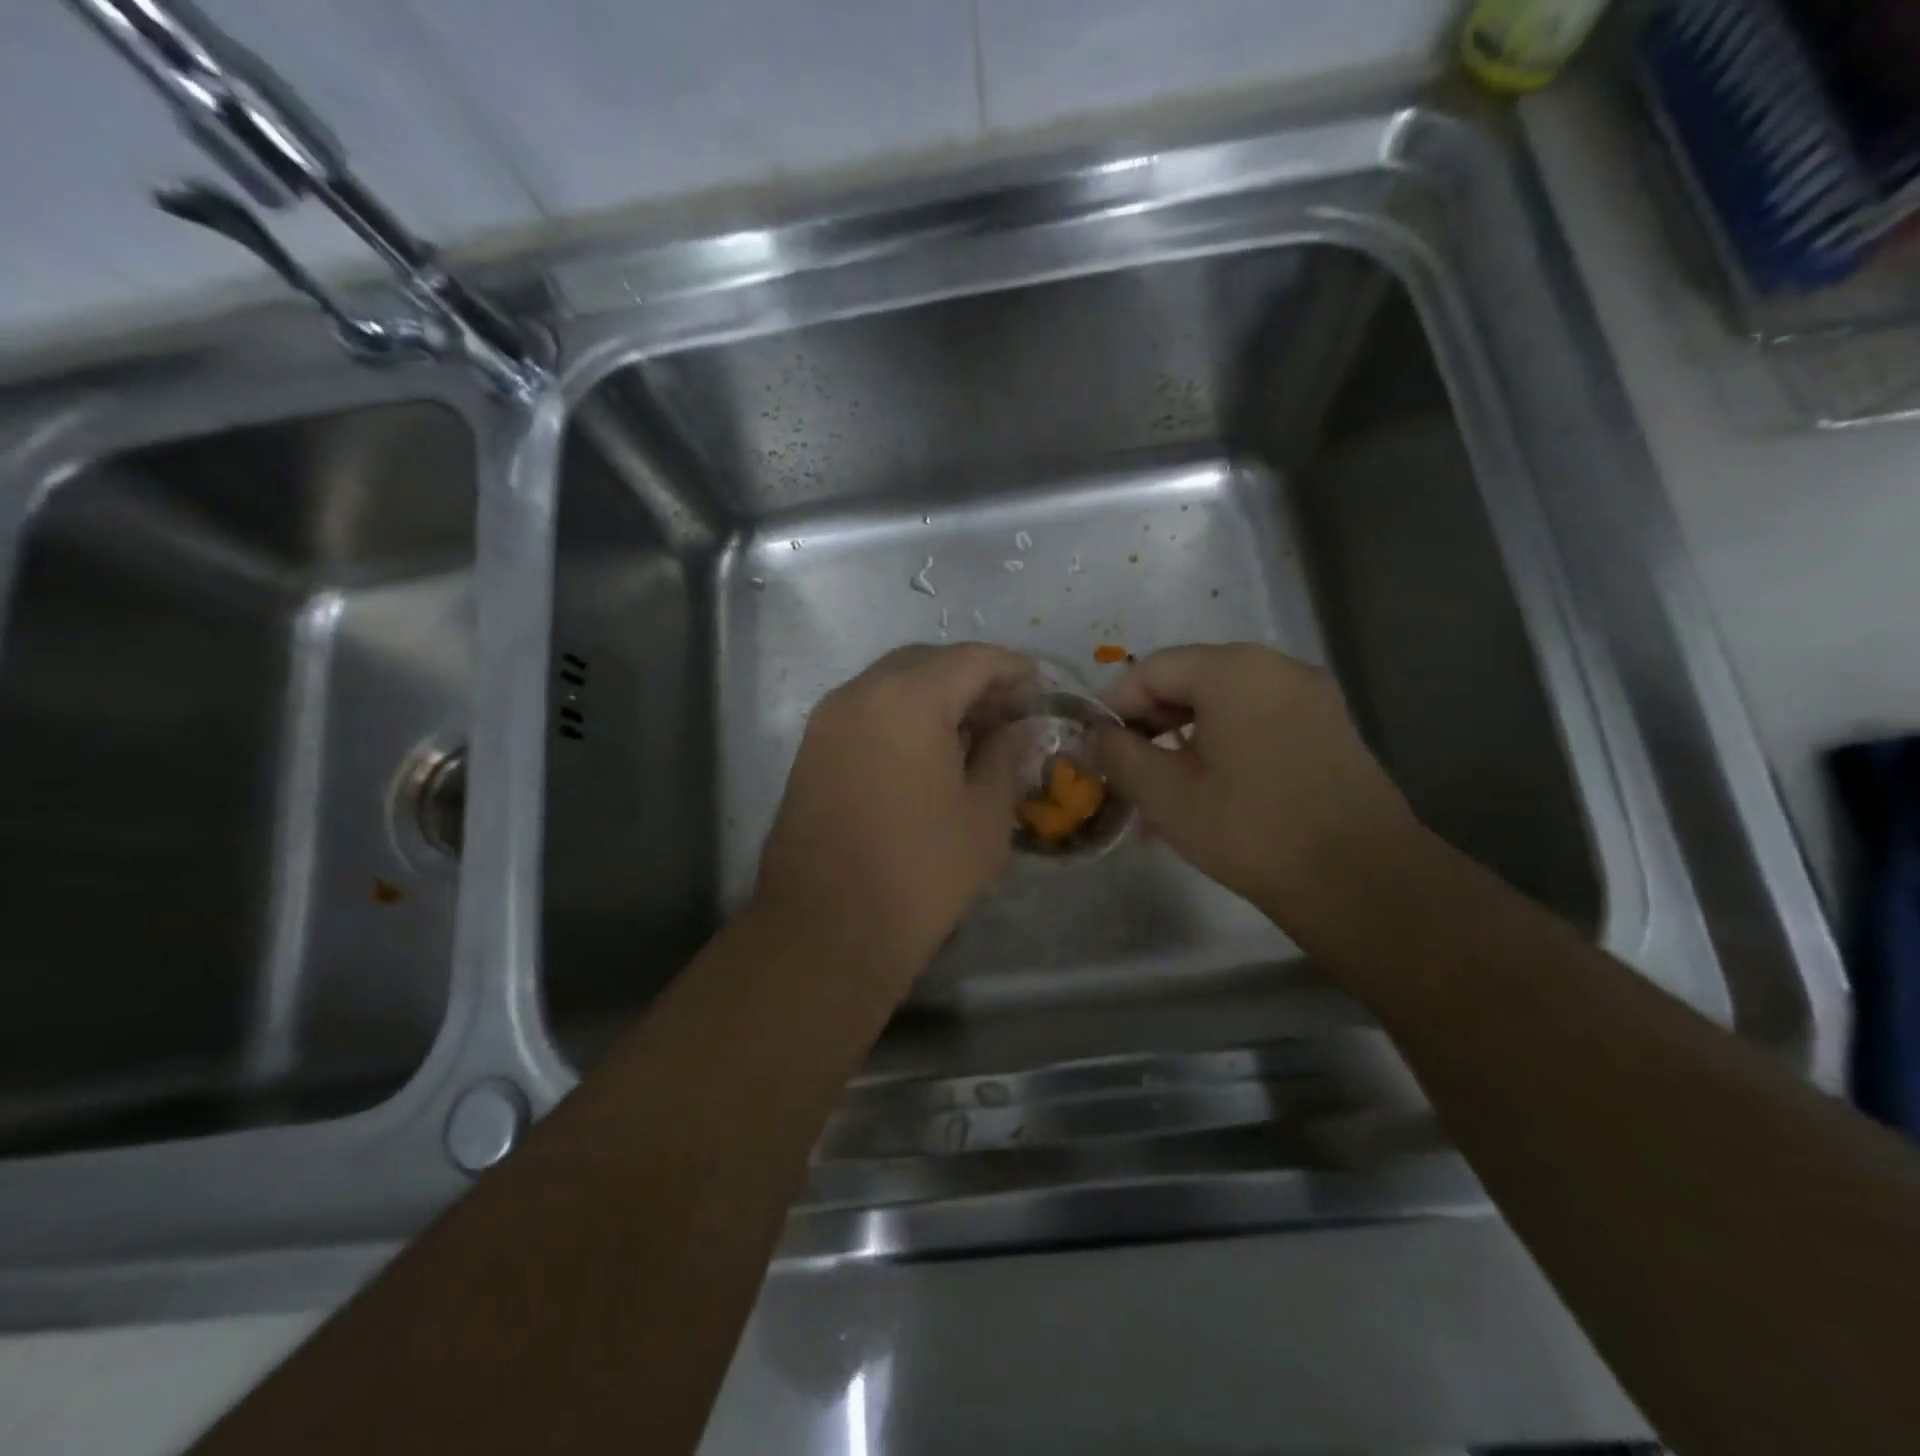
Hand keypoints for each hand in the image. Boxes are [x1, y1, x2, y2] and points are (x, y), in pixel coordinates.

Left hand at [752, 644, 1034, 987]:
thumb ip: (1003, 755)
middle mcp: (860, 693)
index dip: (1012, 669)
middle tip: (1007, 712)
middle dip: (971, 679)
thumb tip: (1010, 729)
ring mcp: (828, 720)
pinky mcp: (811, 750)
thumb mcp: (985, 814)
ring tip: (972, 733)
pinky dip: (902, 717)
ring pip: (892, 685)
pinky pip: (866, 712)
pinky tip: (928, 753)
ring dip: (935, 697)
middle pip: (926, 663)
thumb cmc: (921, 872)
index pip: (971, 659)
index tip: (1039, 689)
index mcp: (908, 698)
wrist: (827, 930)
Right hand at [1090, 644, 1420, 930]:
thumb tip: (1096, 733)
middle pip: (1191, 678)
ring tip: (1165, 784)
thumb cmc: (1249, 829)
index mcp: (1232, 670)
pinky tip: (1212, 784)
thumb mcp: (1165, 794)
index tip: (1098, 747)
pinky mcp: (1329, 724)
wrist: (1359, 878)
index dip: (1116, 705)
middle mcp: (1275, 666)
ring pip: (1226, 701)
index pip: (1152, 669)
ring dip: (1186, 734)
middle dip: (1151, 721)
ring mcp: (1309, 693)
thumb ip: (1118, 753)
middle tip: (1128, 768)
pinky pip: (1259, 717)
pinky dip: (1225, 740)